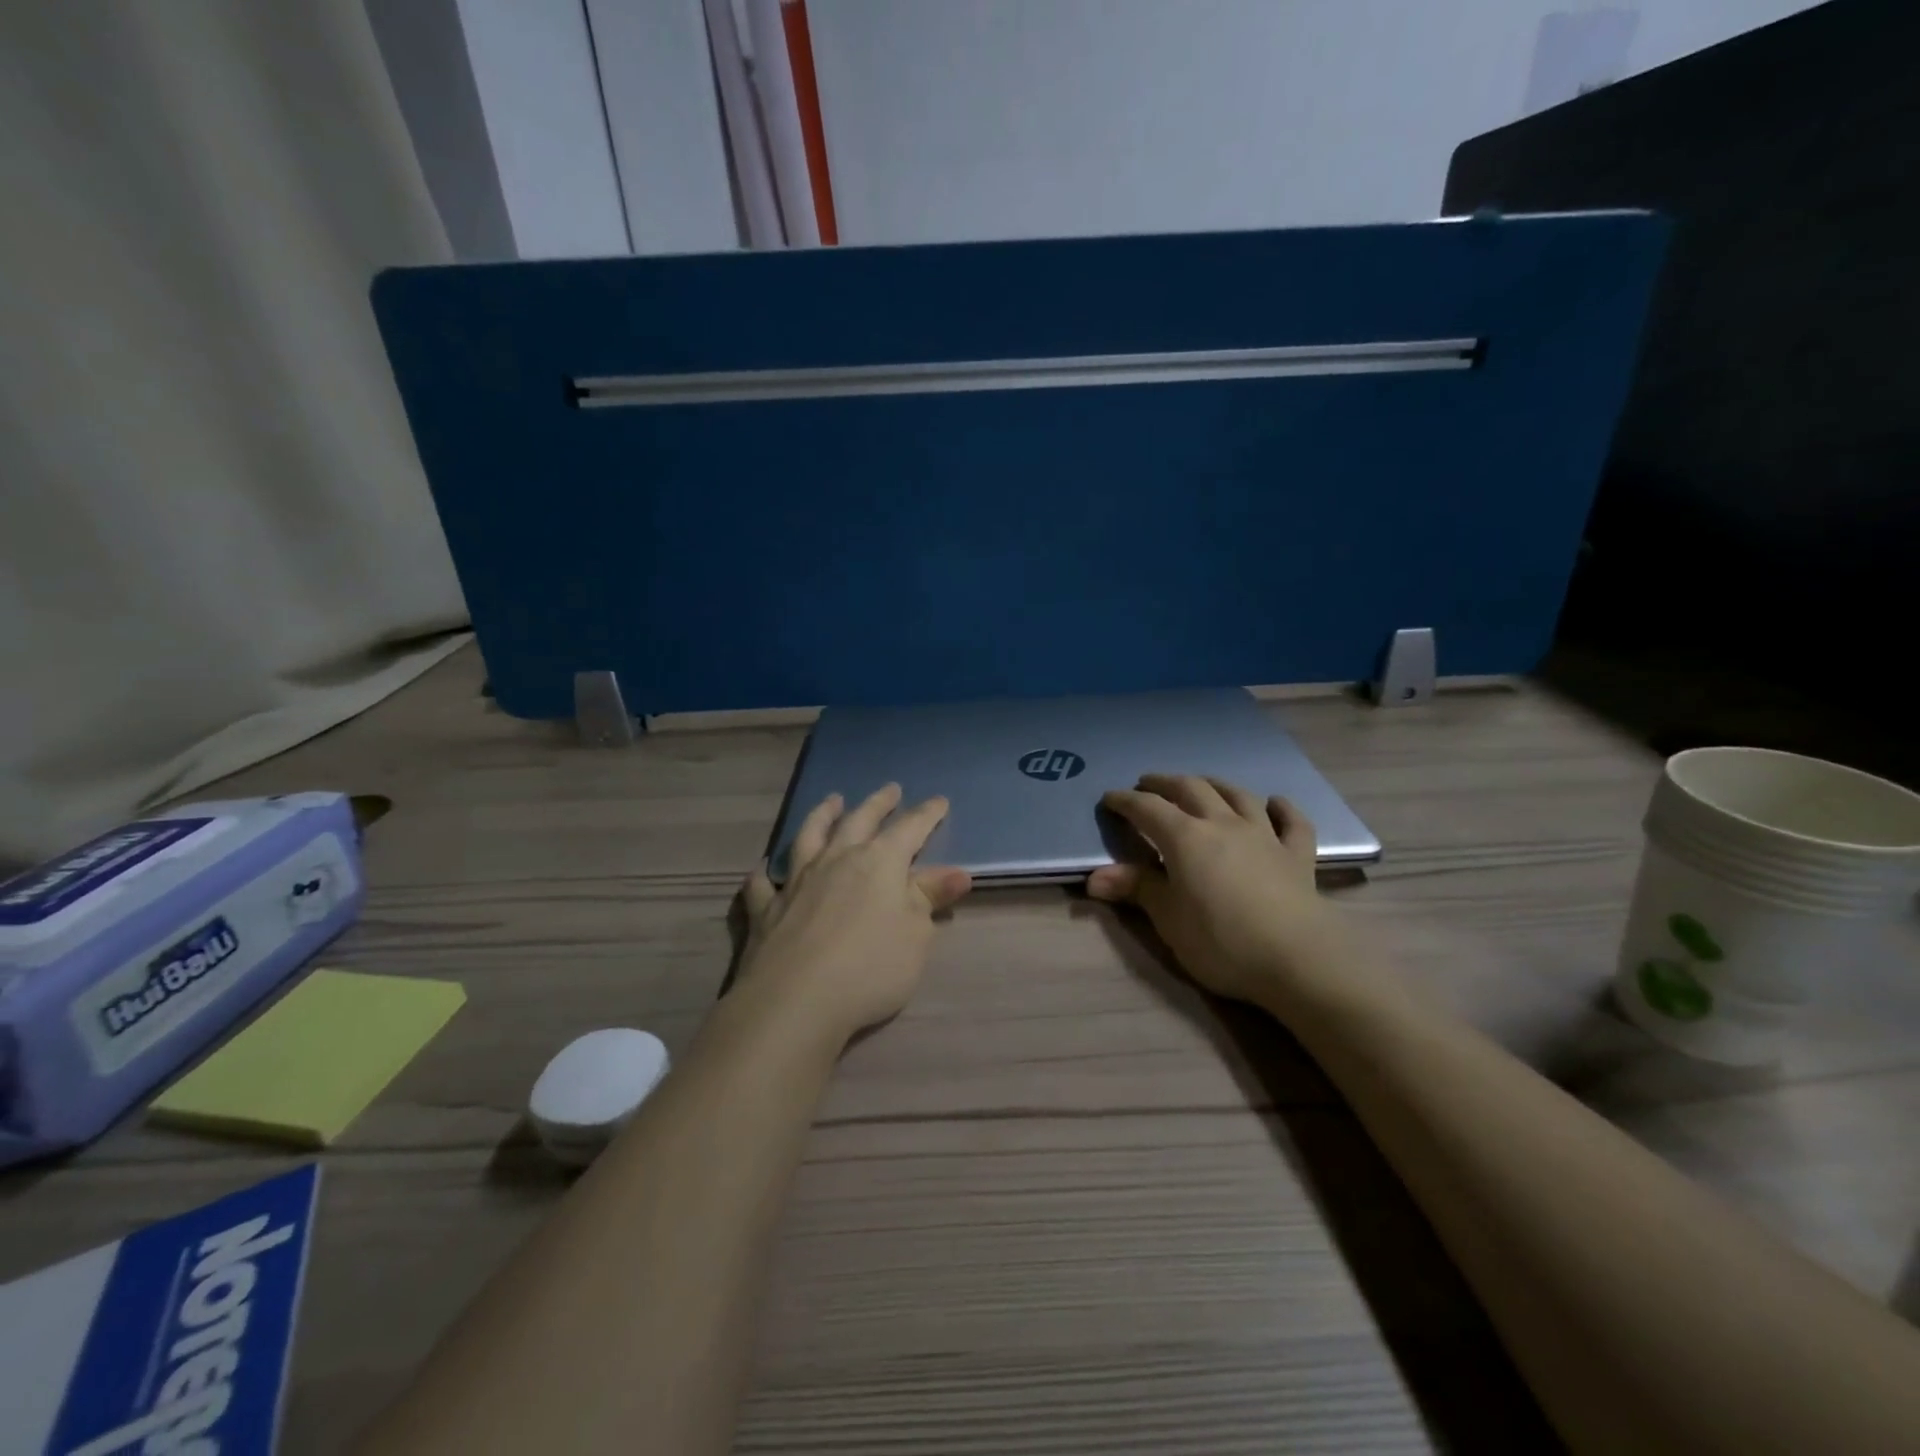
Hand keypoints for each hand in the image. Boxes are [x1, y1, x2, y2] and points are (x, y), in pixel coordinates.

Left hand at [738, 784, 971, 1041]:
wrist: (796, 1000)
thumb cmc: (871, 967)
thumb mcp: (916, 935)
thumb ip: (930, 899)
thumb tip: (958, 873)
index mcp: (879, 862)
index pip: (910, 829)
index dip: (927, 814)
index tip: (939, 801)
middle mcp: (837, 860)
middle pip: (859, 821)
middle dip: (878, 804)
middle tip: (890, 789)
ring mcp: (797, 881)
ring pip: (809, 836)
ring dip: (822, 816)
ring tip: (831, 801)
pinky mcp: (766, 909)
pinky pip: (763, 883)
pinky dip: (765, 873)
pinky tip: (764, 869)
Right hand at [1086, 775, 1345, 1005]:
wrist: (1297, 959)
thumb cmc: (1221, 941)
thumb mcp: (1168, 919)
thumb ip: (1136, 889)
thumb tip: (1094, 877)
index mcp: (1185, 838)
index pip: (1148, 808)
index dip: (1126, 801)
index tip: (1109, 799)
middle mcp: (1223, 824)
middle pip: (1191, 790)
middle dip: (1165, 783)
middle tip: (1148, 784)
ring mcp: (1264, 836)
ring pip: (1238, 796)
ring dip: (1215, 785)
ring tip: (1202, 784)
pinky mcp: (1297, 856)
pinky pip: (1292, 822)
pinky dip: (1282, 808)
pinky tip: (1275, 803)